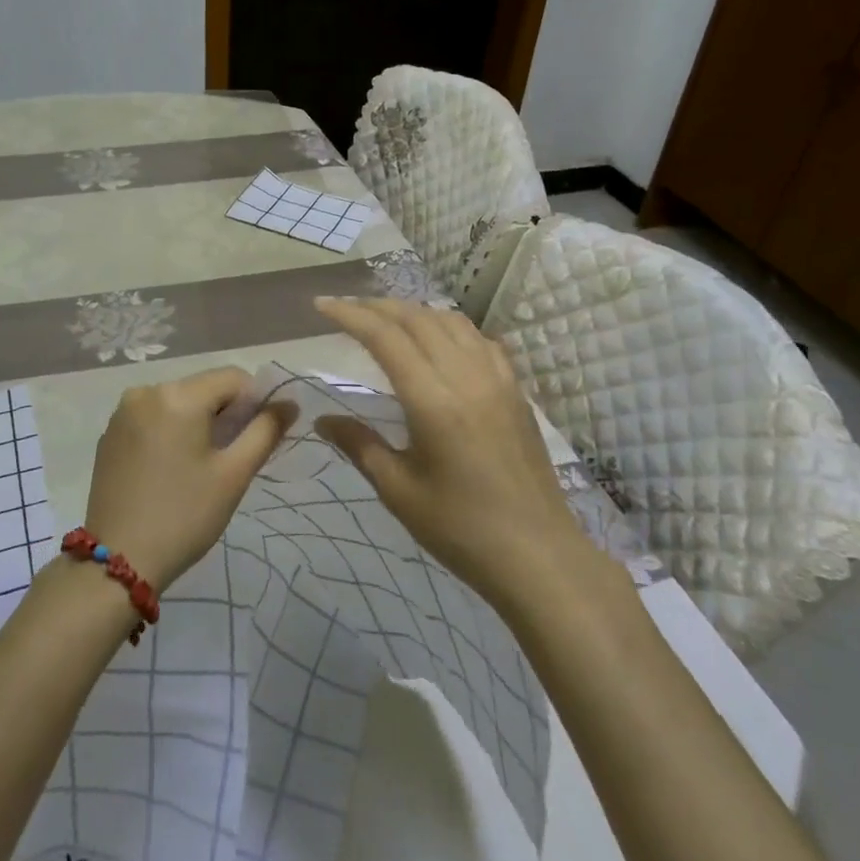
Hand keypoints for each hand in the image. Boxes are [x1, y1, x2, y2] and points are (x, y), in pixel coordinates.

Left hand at [83, 367, 296, 589]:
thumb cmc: (184, 516)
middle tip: (232, 456)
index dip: (255, 401)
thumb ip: (265, 431)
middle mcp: (147, 391)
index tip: (258, 438)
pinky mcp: (110, 433)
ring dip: (198, 421)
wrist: (119, 561)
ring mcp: (123, 412)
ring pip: (177, 402)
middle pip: (203, 387)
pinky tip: (172, 467)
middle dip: (225, 412)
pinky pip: (153, 417)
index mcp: (178, 395)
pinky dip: (171, 431)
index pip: (233, 378)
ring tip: (202, 464)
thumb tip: (289, 404)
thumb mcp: (233, 474)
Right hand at [313, 297, 593, 613]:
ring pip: (452, 322)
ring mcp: (498, 379)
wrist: (538, 555)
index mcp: (432, 400)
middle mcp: (466, 376)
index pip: (385, 337)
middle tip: (347, 308)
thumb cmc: (460, 529)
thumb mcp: (398, 490)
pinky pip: (480, 340)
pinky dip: (451, 327)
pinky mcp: (516, 390)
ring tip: (387, 318)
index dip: (350, 315)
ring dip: (414, 311)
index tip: (321, 305)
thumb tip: (321, 421)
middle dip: (377, 306)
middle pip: (418, 319)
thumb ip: (359, 445)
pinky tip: (441, 340)